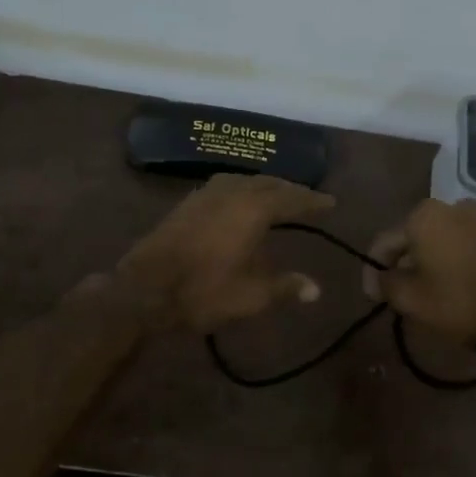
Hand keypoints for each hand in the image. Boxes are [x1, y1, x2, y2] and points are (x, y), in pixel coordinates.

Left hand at [114, 174, 334, 332]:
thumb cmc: (203, 292)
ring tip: (278, 197)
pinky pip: (226, 186)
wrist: (144, 289)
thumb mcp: (250, 296)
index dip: (312, 201)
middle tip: (307, 199)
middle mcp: (231, 192)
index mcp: (252, 209)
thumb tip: (316, 290)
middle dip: (290, 190)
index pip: (291, 198)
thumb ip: (285, 287)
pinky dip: (243, 189)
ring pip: (245, 181)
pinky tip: (241, 202)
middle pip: (268, 183)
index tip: (331, 202)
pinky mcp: (188, 202)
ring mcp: (206, 194)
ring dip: (265, 186)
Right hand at [363, 199, 475, 345]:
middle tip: (400, 290)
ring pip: (445, 238)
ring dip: (433, 258)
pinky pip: (471, 243)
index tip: (373, 296)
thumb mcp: (410, 299)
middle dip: (405, 261)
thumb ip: (386, 283)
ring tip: (431, 286)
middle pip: (416, 235)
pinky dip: (459, 258)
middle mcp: (454, 205)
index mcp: (425, 215)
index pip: (386, 242)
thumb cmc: (457, 303)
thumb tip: (381, 278)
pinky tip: (458, 280)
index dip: (374, 270)